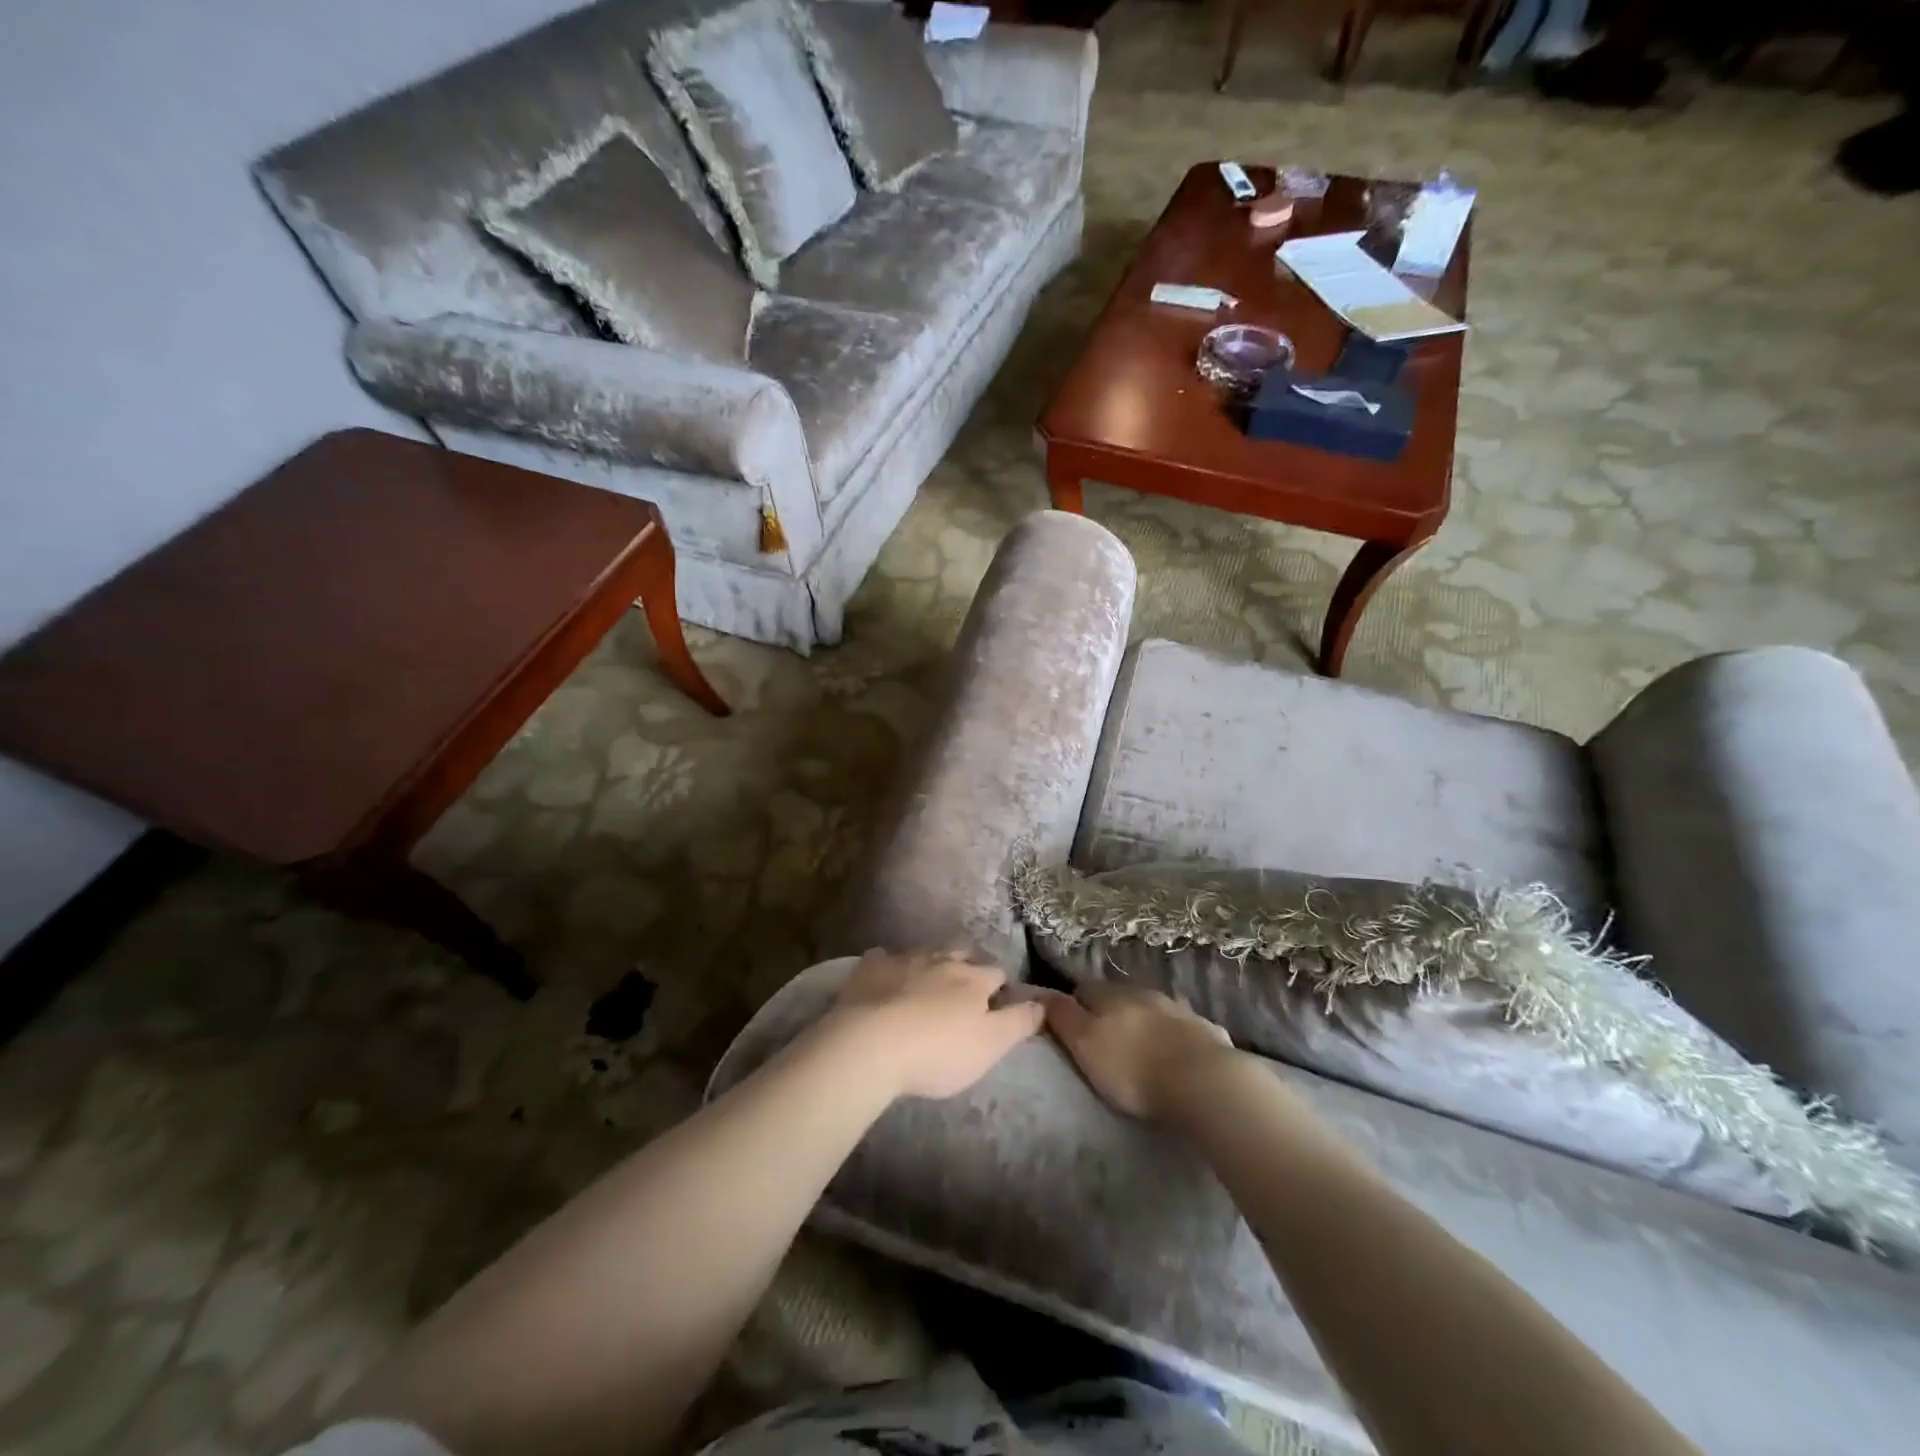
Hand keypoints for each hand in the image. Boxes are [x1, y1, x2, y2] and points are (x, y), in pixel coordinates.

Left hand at [820, 949, 1045, 1100]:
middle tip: (964, 988)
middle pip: (961, 954)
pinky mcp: (869, 968)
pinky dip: (888, 965)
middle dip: (967, 966)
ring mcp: (903, 960)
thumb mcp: (991, 1045)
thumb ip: (1019, 1022)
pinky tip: (885, 975)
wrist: (870, 1044)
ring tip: (929, 981)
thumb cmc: (937, 1051)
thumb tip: (1044, 1002)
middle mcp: (941, 960)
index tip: (999, 1000)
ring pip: (924, 953)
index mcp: (973, 979)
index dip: (1001, 986)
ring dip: (930, 963)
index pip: (997, 973)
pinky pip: (882, 958)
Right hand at [1041, 982, 1233, 1119]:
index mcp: (1111, 994)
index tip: (1071, 1028)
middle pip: (1119, 997)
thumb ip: (1062, 1016)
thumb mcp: (1084, 1044)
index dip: (1074, 1006)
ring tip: (1140, 1050)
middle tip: (1104, 1043)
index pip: (1083, 989)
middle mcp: (1144, 993)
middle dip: (1111, 1014)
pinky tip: (1176, 1058)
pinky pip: (1183, 1030)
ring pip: (1152, 1010)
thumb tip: (1040, 992)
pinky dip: (1175, 1039)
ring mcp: (1179, 1010)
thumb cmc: (1132, 1067)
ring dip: (1144, 1024)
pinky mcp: (1207, 1032)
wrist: (1203, 1082)